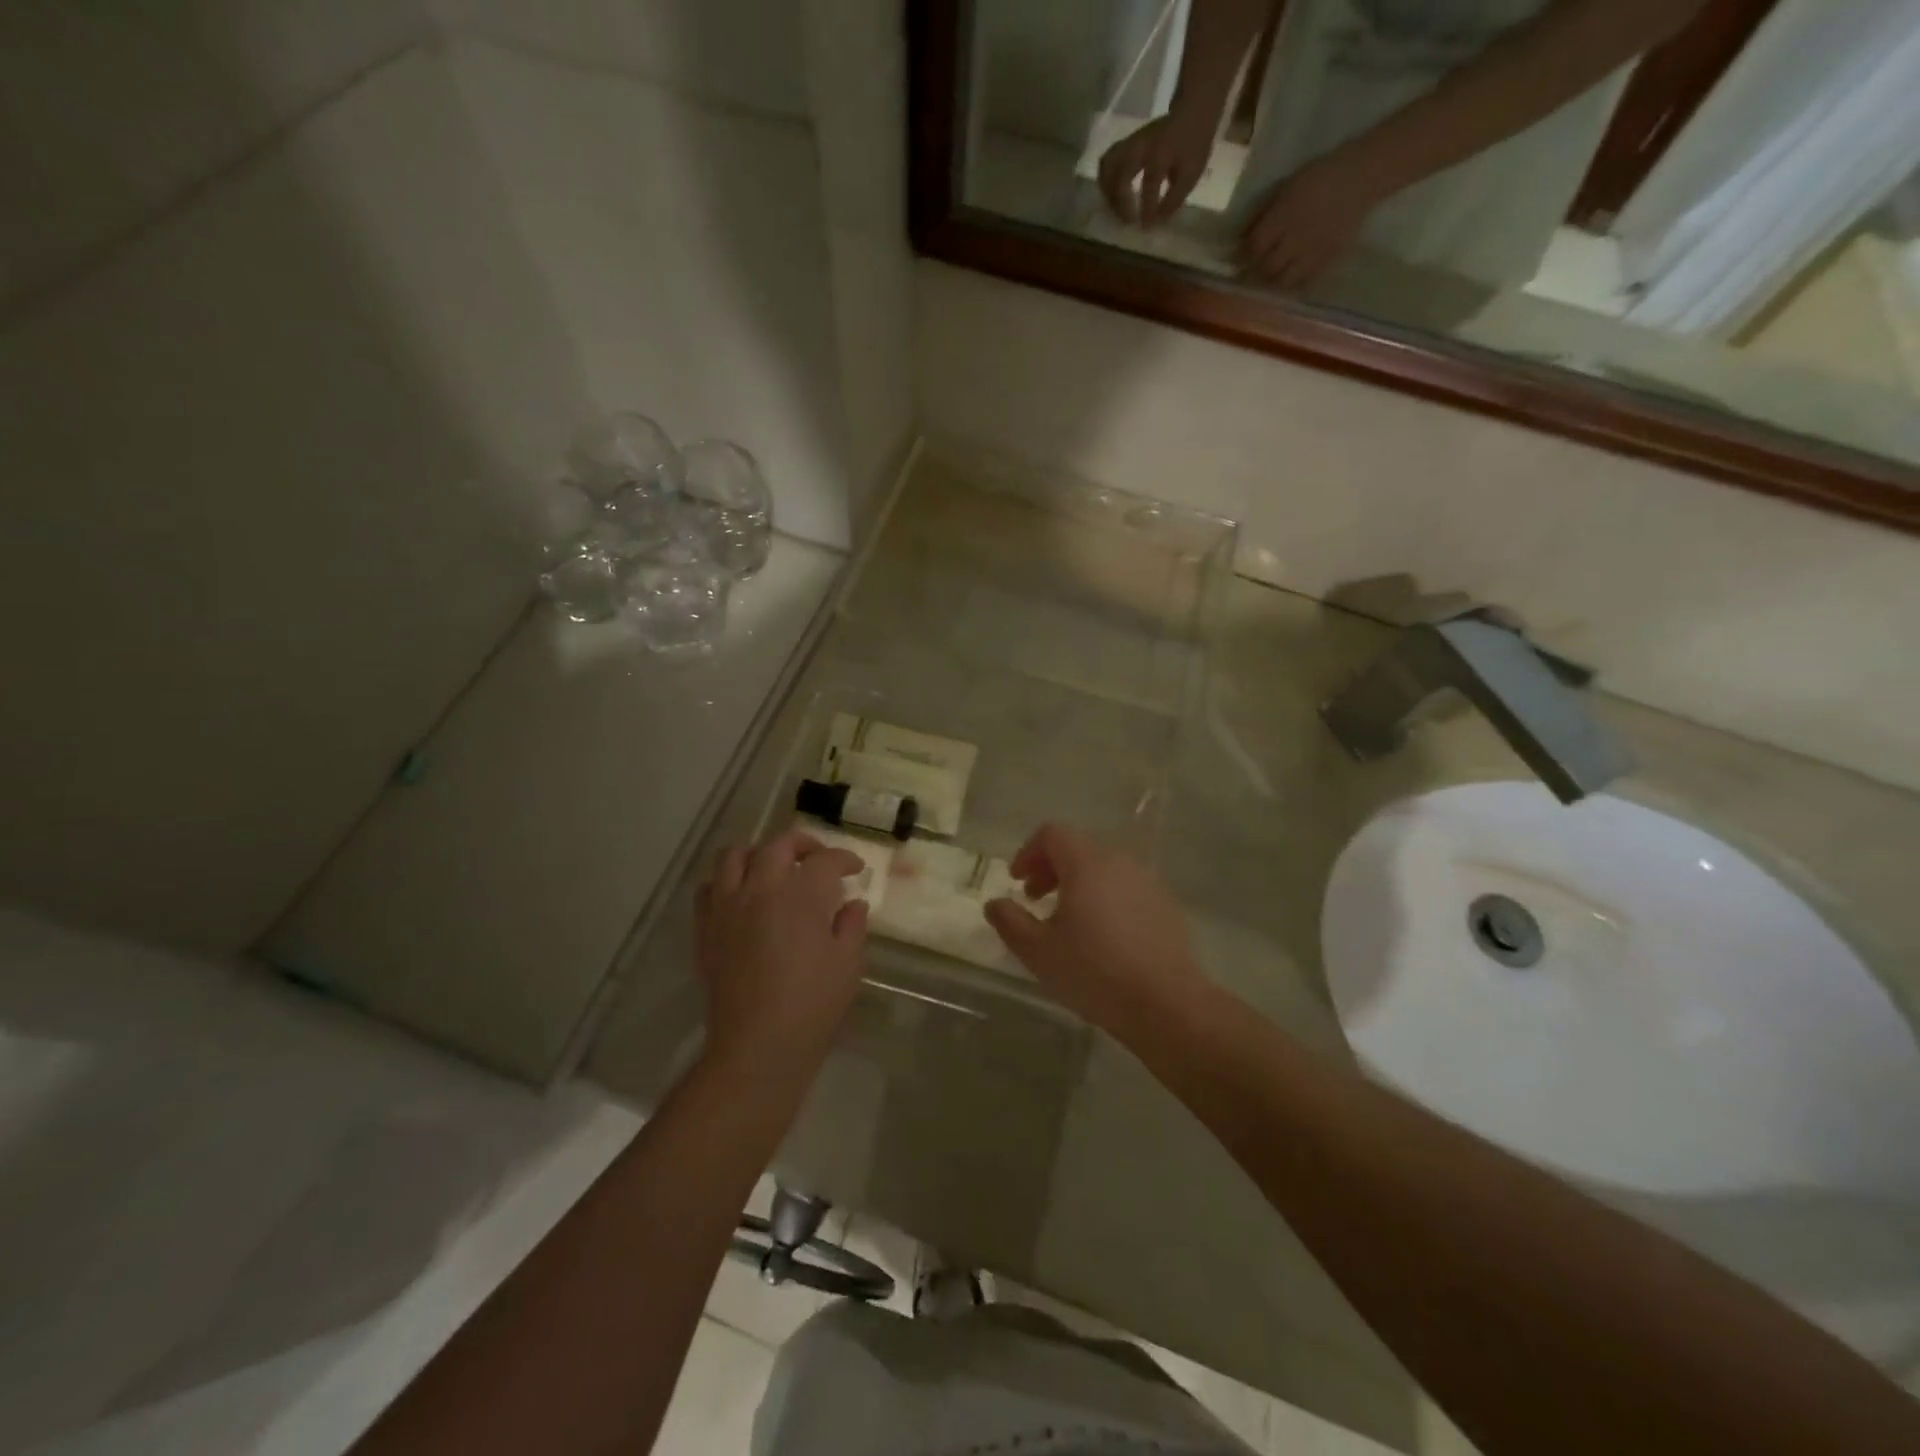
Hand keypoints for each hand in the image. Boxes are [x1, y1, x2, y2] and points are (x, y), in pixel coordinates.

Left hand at [695, 829, 868, 1078]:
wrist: (757, 1049)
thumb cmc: (812, 1007)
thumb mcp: (848, 965)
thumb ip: (851, 926)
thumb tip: (853, 904)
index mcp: (800, 897)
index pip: (824, 860)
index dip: (844, 859)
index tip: (855, 869)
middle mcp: (759, 890)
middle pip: (778, 844)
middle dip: (804, 844)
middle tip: (819, 859)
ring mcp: (727, 908)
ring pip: (734, 855)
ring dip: (758, 854)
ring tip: (774, 869)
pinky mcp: (705, 930)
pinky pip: (709, 888)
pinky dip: (727, 882)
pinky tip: (743, 898)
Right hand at [984, 823, 1202, 1030]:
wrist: (1166, 1003)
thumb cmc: (1095, 971)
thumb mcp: (1038, 951)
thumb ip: (1010, 921)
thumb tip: (995, 904)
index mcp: (1086, 863)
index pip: (1052, 833)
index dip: (1028, 852)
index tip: (1017, 882)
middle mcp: (1119, 860)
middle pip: (1078, 847)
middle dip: (1050, 867)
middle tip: (1035, 900)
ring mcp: (1147, 881)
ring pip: (1103, 867)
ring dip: (1077, 882)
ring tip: (1067, 920)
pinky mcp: (1164, 903)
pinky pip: (1125, 886)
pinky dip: (1104, 896)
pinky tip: (1101, 934)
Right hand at [1098, 110, 1216, 227]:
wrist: (1191, 112)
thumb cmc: (1193, 146)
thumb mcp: (1191, 174)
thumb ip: (1173, 200)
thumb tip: (1155, 223)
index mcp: (1161, 151)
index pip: (1150, 182)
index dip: (1147, 207)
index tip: (1146, 227)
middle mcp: (1141, 145)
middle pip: (1120, 174)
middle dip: (1120, 203)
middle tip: (1126, 222)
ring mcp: (1129, 143)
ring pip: (1107, 168)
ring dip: (1108, 193)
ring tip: (1115, 211)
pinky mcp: (1123, 146)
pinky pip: (1105, 164)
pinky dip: (1105, 183)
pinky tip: (1111, 197)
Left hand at [1239, 150, 1385, 288]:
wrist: (1361, 177)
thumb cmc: (1321, 176)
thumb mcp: (1287, 187)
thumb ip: (1265, 213)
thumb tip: (1243, 236)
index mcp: (1283, 218)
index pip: (1255, 247)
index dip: (1244, 254)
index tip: (1240, 256)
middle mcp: (1295, 239)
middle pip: (1266, 268)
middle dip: (1256, 270)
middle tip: (1254, 267)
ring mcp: (1311, 253)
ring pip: (1283, 281)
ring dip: (1273, 281)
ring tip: (1271, 275)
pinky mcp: (1326, 260)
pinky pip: (1304, 282)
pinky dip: (1293, 284)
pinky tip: (1290, 278)